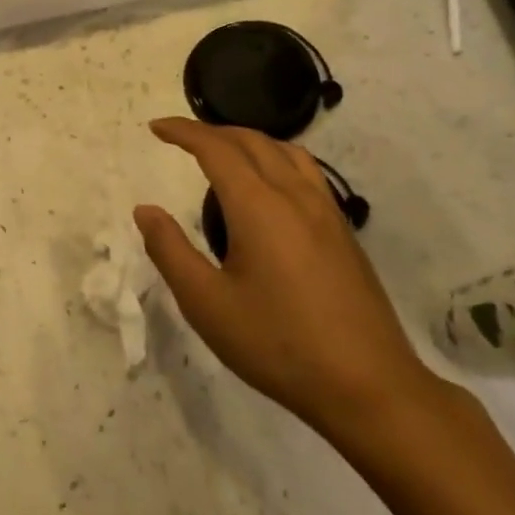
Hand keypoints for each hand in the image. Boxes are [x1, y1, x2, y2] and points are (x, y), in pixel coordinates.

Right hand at [135, 118, 441, 445]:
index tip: (156, 128)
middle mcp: (295, 197)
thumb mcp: (206, 303)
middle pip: (253, 141)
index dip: (184, 132)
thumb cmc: (277, 344)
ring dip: (249, 141)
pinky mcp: (344, 234)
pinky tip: (268, 191)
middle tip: (181, 139)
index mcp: (259, 207)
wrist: (368, 387)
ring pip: (287, 152)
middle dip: (213, 131)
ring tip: (224, 155)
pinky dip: (276, 160)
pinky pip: (307, 174)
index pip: (216, 149)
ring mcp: (327, 214)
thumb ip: (170, 250)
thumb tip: (145, 210)